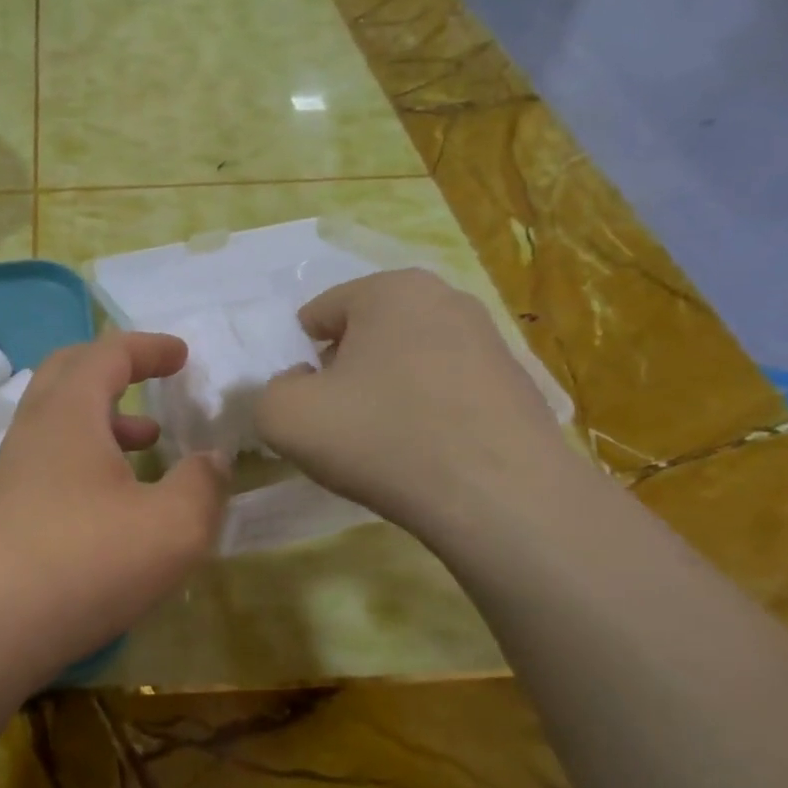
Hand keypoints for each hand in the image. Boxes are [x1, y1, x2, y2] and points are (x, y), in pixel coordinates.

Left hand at [0, 333, 228, 682]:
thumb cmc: (86, 561)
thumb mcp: (173, 526)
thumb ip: (203, 485)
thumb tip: (213, 460)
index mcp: (70, 412)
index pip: (107, 354)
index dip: (148, 348)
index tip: (183, 355)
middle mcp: (34, 428)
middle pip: (69, 372)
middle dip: (115, 367)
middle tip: (153, 379)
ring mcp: (13, 469)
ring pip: (59, 419)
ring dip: (104, 417)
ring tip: (149, 442)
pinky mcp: (5, 508)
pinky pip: (51, 457)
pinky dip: (88, 455)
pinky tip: (116, 498)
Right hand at [255, 270, 572, 541]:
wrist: (500, 498)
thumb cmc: (381, 439)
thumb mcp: (285, 417)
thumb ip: (268, 391)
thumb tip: (300, 387)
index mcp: (390, 289)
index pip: (318, 314)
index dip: (299, 360)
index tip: (306, 404)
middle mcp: (446, 298)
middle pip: (365, 335)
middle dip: (344, 372)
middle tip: (339, 423)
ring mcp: (490, 340)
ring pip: (407, 362)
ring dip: (385, 393)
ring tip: (384, 444)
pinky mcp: (518, 384)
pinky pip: (446, 390)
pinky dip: (427, 414)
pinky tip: (426, 454)